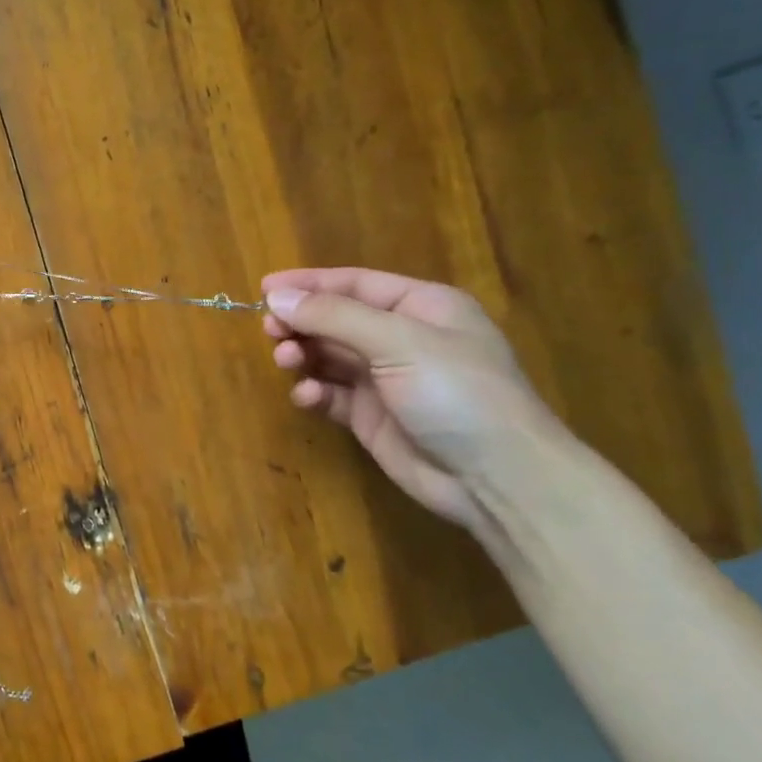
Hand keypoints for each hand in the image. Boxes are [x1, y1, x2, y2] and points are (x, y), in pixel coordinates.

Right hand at [261, 267, 563, 529]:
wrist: (497, 478)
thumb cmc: (456, 392)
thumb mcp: (397, 342)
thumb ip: (333, 316)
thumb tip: (276, 298)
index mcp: (421, 307)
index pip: (354, 283)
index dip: (309, 283)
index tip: (264, 290)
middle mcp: (402, 338)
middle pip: (336, 319)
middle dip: (301, 322)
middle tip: (269, 330)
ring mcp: (387, 379)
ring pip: (329, 355)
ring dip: (303, 354)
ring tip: (286, 361)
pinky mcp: (372, 416)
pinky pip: (331, 393)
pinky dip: (314, 391)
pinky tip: (307, 396)